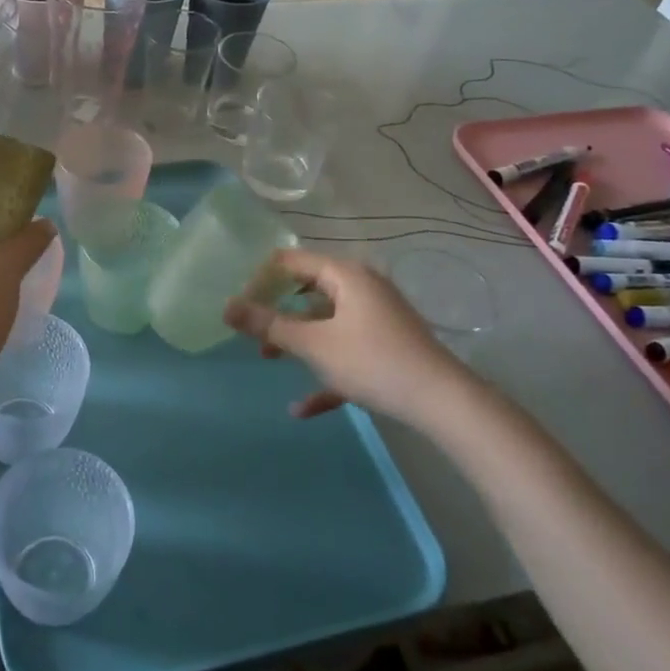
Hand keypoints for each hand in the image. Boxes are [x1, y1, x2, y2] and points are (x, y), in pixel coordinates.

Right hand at [223, 248, 489, 431]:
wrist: (443, 403)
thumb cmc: (372, 361)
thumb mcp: (313, 344)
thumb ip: (268, 325)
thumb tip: (225, 307)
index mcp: (345, 275)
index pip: (290, 261)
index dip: (260, 280)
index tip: (240, 306)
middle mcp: (361, 288)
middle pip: (306, 290)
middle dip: (276, 312)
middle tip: (251, 332)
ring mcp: (376, 317)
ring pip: (324, 321)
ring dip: (296, 340)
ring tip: (269, 361)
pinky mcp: (386, 345)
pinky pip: (345, 351)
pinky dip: (324, 371)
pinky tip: (301, 409)